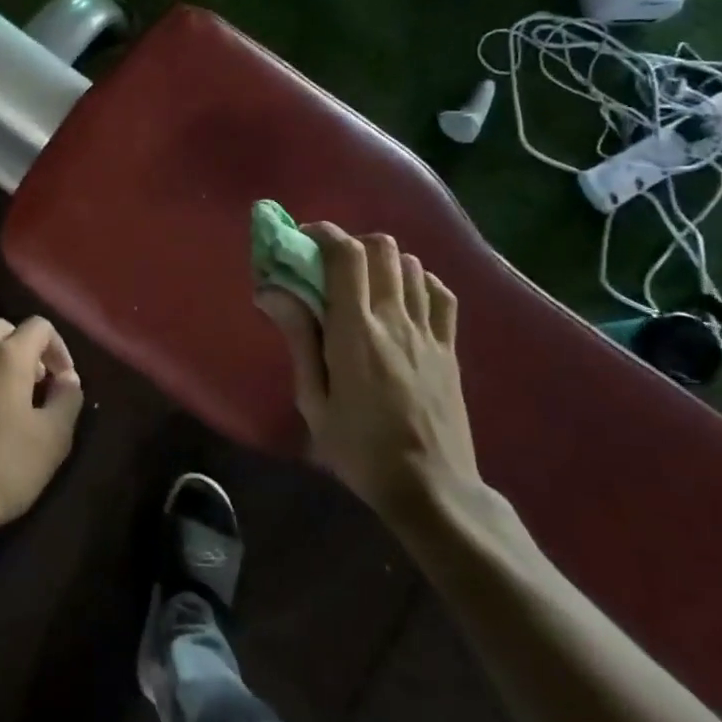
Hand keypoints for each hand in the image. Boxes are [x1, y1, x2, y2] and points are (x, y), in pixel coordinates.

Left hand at [0, 316, 84, 542]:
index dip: (59, 348)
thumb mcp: (53, 439)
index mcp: (5, 357)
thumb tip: (68, 379)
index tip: (64, 381)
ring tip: (5, 405)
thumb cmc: (1, 467)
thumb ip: (67, 399)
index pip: (39, 326)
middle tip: (35, 385)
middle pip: (1, 330)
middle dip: (24, 349)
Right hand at [257, 225, 479, 528]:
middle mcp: (395, 319)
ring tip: (364, 286)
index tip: (302, 239)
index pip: (346, 255)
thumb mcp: (313, 401)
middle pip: (381, 247)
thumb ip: (298, 338)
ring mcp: (429, 331)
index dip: (323, 234)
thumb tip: (272, 292)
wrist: (432, 488)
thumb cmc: (359, 449)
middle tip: (330, 267)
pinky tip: (403, 301)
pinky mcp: (450, 347)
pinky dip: (418, 283)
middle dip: (351, 244)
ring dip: (383, 263)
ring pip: (411, 265)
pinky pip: (439, 293)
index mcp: (356, 331)